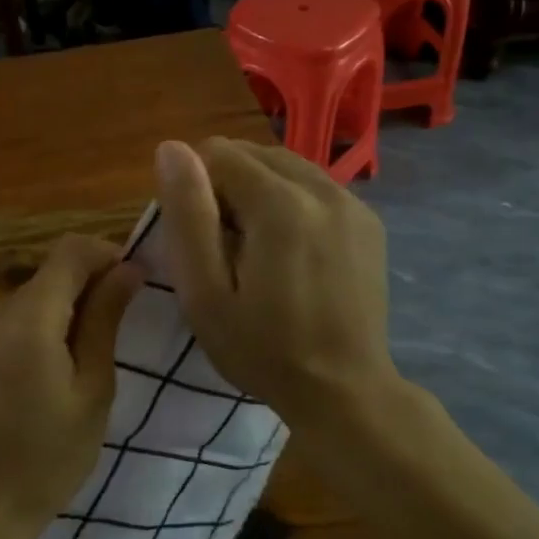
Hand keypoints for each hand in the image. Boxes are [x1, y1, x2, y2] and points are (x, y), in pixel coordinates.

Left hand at [0, 234, 141, 538]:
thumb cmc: (49, 455)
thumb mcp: (92, 389)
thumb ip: (105, 320)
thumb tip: (128, 269)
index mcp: (27, 319)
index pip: (70, 251)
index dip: (108, 255)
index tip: (136, 284)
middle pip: (51, 272)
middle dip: (91, 284)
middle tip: (122, 327)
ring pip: (34, 294)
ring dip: (68, 306)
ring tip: (90, 355)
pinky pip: (15, 317)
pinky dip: (43, 324)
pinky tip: (56, 367)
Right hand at [154, 138, 394, 423]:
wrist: (343, 390)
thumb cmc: (262, 349)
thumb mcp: (204, 292)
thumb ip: (187, 215)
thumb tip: (171, 148)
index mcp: (280, 204)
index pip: (217, 152)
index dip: (196, 190)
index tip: (201, 240)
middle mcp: (322, 188)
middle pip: (253, 153)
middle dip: (226, 186)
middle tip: (224, 248)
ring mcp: (352, 202)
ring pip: (284, 166)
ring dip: (258, 191)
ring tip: (255, 249)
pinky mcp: (368, 220)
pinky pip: (313, 186)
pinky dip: (290, 202)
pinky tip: (289, 251)